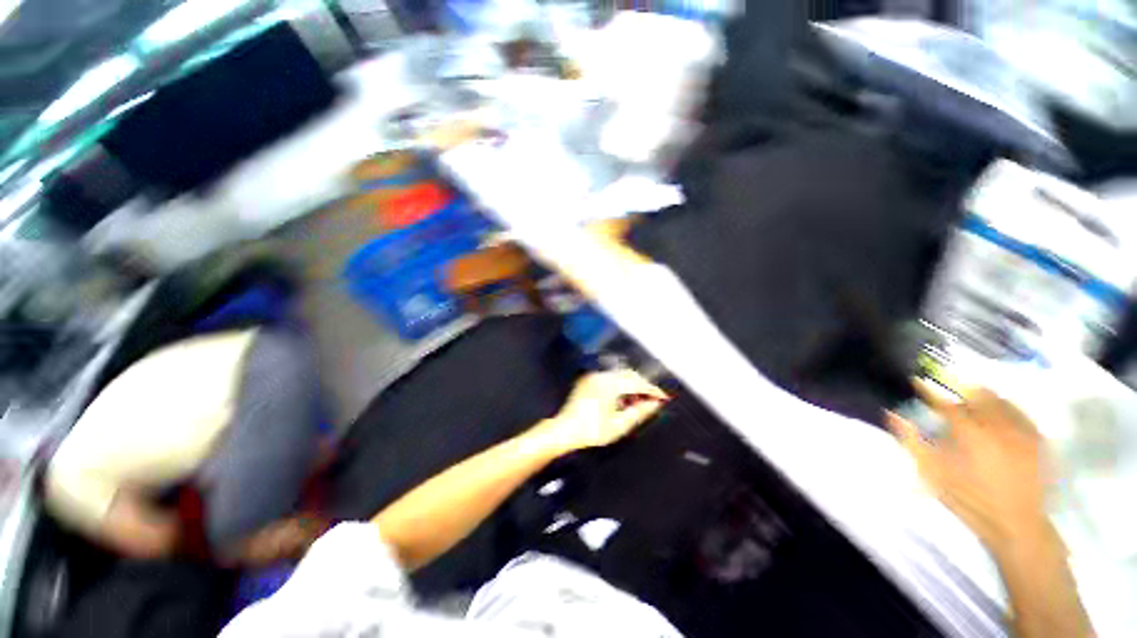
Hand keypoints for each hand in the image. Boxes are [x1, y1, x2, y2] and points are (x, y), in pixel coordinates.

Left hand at [539, 370, 667, 452]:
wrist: (564, 430)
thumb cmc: (591, 431)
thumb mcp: (619, 425)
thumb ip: (640, 412)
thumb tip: (655, 404)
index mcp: (610, 385)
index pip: (637, 383)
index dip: (653, 390)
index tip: (664, 397)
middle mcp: (602, 375)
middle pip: (630, 375)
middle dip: (643, 386)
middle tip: (653, 401)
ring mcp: (594, 376)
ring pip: (620, 376)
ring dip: (632, 386)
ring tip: (638, 403)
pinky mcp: (589, 380)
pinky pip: (610, 378)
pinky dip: (620, 386)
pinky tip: (623, 399)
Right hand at [887, 380, 1053, 549]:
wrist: (1017, 525)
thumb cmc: (970, 501)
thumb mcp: (934, 475)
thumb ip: (913, 442)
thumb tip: (893, 415)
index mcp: (969, 434)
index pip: (944, 402)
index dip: (928, 390)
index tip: (917, 381)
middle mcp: (997, 426)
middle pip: (977, 395)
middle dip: (960, 392)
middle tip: (950, 397)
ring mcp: (1022, 431)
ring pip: (1001, 401)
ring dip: (984, 399)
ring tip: (974, 405)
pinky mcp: (1039, 440)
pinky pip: (1022, 413)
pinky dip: (1008, 409)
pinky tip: (1001, 417)